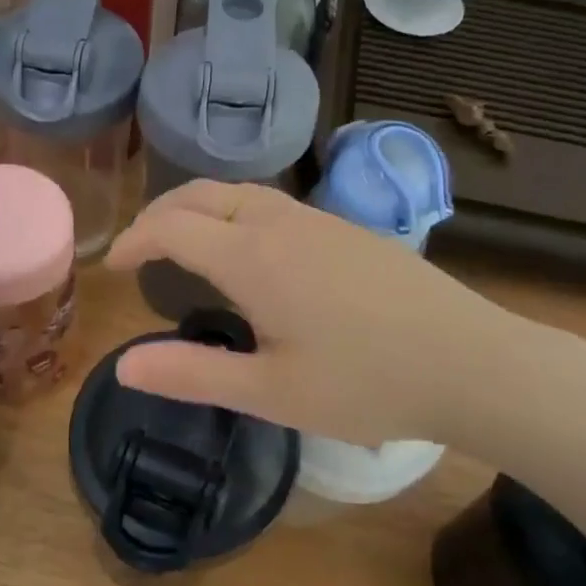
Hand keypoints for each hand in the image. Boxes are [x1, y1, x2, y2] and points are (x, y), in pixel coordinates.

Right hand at [105, 180, 549, 450]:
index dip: (134, 241)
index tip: (113, 267)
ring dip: (199, 208)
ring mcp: (318, 220)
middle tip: (139, 249)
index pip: (171, 227)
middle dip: (159, 214)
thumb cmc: (367, 383)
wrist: (473, 362)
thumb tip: (123, 365)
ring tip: (184, 243)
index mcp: (253, 257)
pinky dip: (234, 212)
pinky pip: (272, 203)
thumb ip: (192, 374)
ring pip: (239, 192)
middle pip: (201, 194)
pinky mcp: (347, 229)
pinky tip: (249, 250)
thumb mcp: (271, 392)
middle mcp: (280, 222)